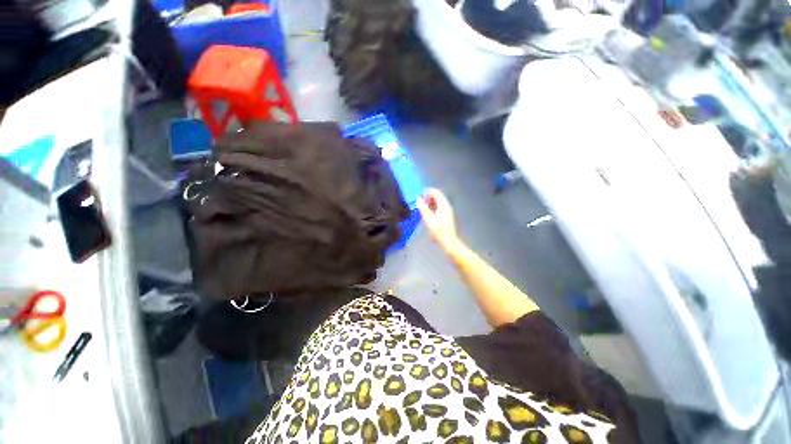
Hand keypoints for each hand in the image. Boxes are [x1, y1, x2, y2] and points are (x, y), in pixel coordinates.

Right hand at [417, 188, 460, 254]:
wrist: (448, 241)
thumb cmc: (439, 231)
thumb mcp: (429, 219)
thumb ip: (423, 208)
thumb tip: (418, 199)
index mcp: (443, 205)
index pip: (435, 192)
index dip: (427, 192)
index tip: (418, 196)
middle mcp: (446, 205)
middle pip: (437, 196)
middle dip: (427, 197)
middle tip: (419, 203)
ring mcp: (447, 210)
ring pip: (437, 202)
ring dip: (429, 203)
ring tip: (421, 208)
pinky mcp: (446, 215)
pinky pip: (438, 207)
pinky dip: (432, 207)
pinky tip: (427, 213)